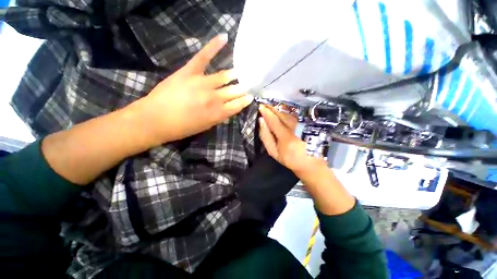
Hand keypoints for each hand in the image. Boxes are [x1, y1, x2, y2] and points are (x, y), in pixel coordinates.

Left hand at [135, 34, 253, 144]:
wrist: (154, 120)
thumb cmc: (181, 128)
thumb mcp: (205, 126)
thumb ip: (219, 117)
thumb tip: (228, 108)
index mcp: (218, 113)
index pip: (238, 105)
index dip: (245, 101)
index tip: (250, 97)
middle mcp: (215, 98)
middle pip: (234, 91)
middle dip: (243, 88)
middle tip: (249, 85)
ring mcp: (203, 83)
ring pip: (224, 76)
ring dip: (234, 75)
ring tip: (240, 73)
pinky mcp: (190, 72)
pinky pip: (203, 57)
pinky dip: (214, 46)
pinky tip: (224, 37)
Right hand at [258, 105, 327, 177]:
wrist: (310, 163)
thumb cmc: (289, 159)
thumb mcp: (274, 152)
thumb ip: (266, 137)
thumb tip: (261, 121)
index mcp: (286, 138)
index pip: (274, 121)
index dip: (267, 113)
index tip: (260, 107)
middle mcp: (296, 129)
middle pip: (282, 115)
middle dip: (272, 109)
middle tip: (265, 105)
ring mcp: (303, 126)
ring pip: (289, 114)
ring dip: (279, 109)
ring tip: (271, 107)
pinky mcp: (308, 124)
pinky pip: (294, 115)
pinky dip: (287, 112)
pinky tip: (282, 111)